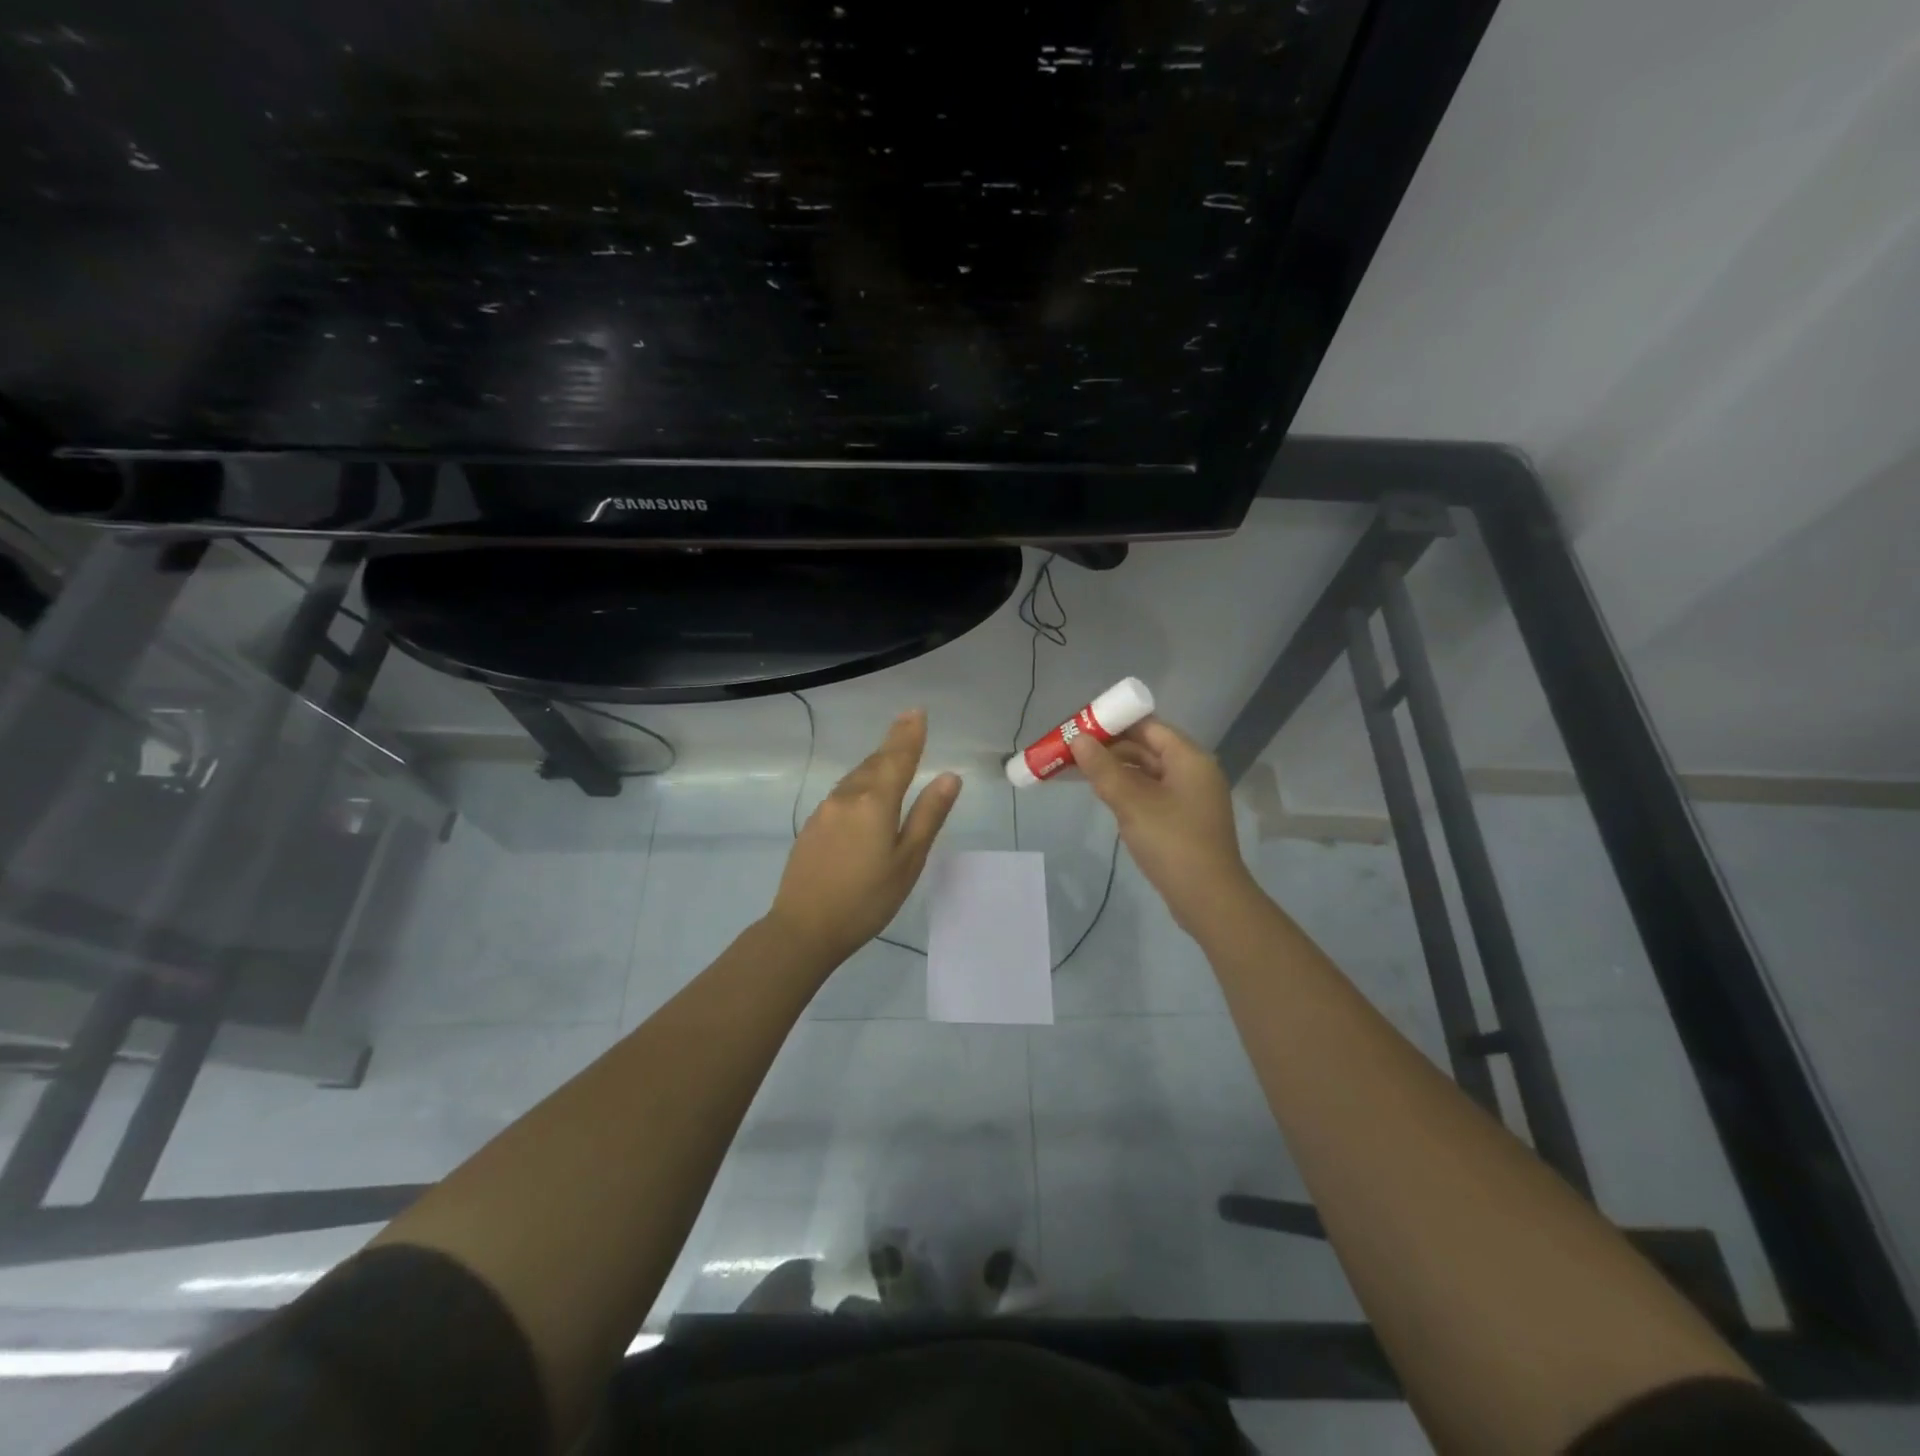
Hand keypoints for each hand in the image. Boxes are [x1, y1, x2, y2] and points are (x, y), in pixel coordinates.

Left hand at [768, 709, 961, 964]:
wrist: (803, 928)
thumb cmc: (866, 899)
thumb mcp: (907, 860)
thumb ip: (928, 815)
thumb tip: (949, 777)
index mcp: (875, 802)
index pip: (897, 757)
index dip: (909, 734)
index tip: (917, 711)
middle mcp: (847, 797)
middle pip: (874, 762)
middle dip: (893, 744)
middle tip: (909, 725)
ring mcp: (825, 810)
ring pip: (856, 777)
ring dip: (875, 764)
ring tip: (892, 756)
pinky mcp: (811, 826)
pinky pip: (842, 794)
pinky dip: (860, 784)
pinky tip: (865, 795)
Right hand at [1069, 717, 1258, 935]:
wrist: (1208, 899)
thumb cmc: (1172, 843)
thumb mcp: (1132, 803)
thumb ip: (1103, 769)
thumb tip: (1077, 739)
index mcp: (1189, 758)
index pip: (1147, 726)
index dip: (1113, 723)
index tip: (1080, 726)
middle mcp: (1193, 771)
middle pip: (1146, 747)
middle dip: (1109, 748)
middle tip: (1071, 751)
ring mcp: (1189, 796)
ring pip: (1146, 772)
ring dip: (1115, 770)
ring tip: (1078, 772)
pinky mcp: (1183, 819)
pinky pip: (1151, 793)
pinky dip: (1127, 790)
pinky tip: (1103, 796)